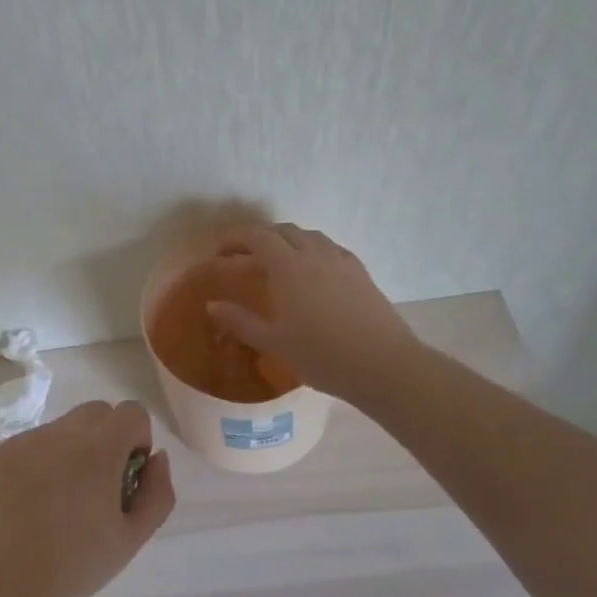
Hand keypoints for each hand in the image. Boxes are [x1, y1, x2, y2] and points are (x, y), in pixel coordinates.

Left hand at [0, 400, 175, 596]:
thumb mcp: (130, 539)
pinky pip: (31, 445)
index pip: (132, 412)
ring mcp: (24, 442)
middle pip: (97, 412)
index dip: (137, 440)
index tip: (125, 478)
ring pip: (62, 429)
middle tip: (97, 490)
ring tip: (58, 505)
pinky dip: (40, 464)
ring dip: (72, 452)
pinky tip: (29, 508)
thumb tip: (156, 458)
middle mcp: (60, 433)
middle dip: (107, 439)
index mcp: (97, 448)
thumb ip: (157, 493)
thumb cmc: (71, 568)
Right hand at [207, 224, 418, 402]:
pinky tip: (312, 272)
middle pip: (282, 230)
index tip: (220, 252)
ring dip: (287, 240)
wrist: (383, 365)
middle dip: (259, 237)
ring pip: (309, 235)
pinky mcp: (360, 272)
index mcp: (288, 266)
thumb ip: (240, 321)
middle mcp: (314, 253)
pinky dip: (312, 250)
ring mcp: (341, 260)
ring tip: (277, 262)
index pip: (256, 236)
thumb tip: (212, 305)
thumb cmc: (322, 355)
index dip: (234, 238)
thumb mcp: (274, 341)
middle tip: (244, 257)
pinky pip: (330, 248)